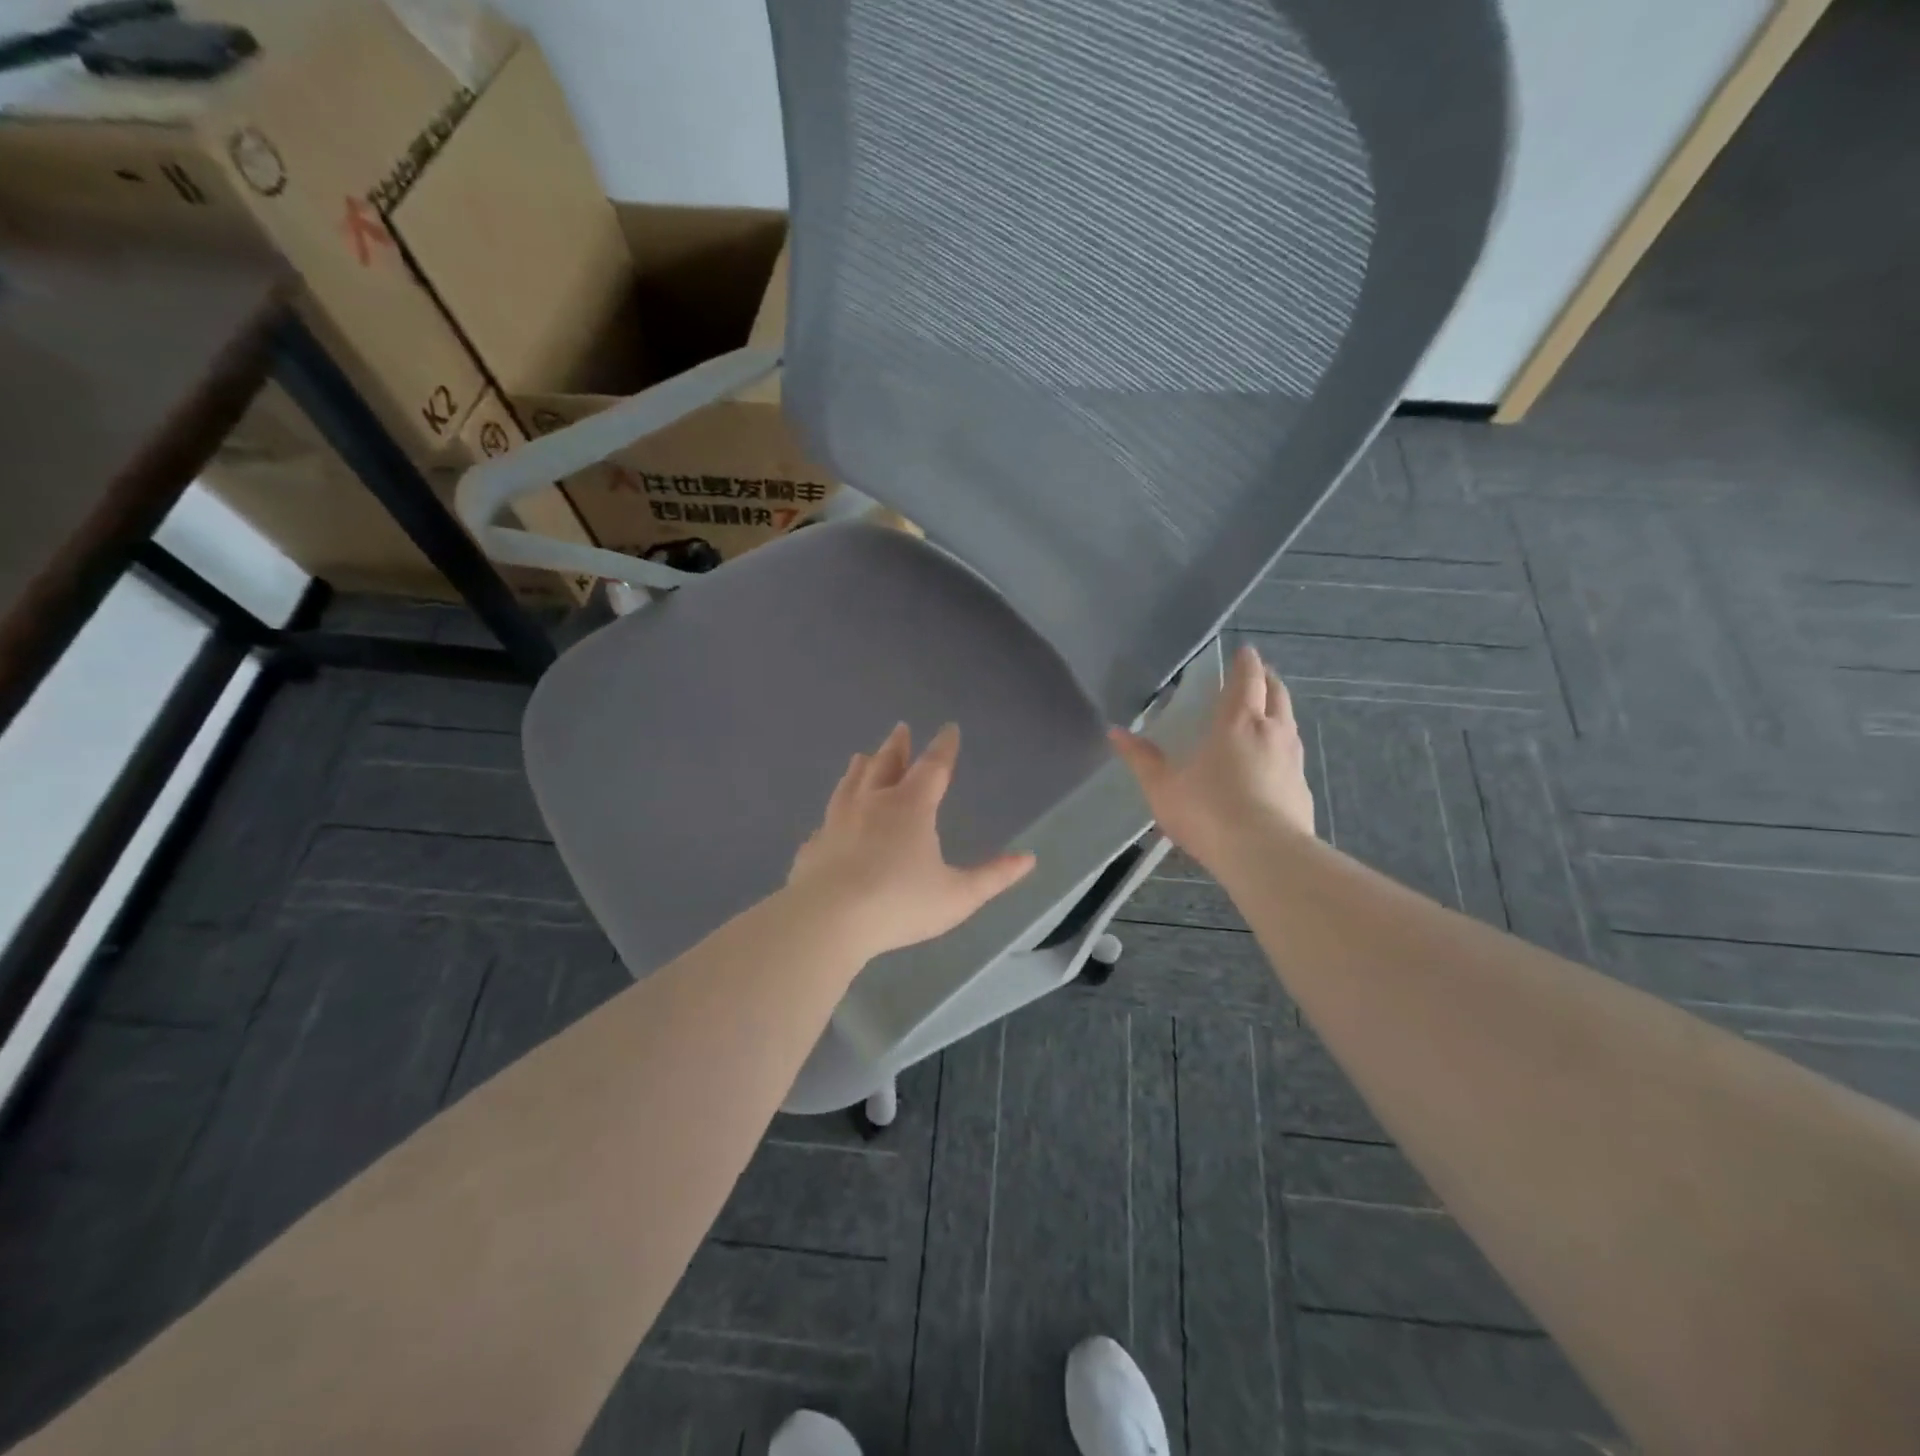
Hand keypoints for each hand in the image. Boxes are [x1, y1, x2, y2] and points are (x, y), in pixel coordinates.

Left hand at [788, 723, 1036, 957]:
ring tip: (861, 756)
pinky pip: (826, 822)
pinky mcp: (814, 846)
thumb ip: (993, 877)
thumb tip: (1028, 859)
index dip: (944, 747)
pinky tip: (829, 820)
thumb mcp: (957, 896)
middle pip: (886, 764)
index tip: (949, 728)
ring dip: (860, 768)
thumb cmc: (899, 904)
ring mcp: (837, 822)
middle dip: (897, 746)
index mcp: (910, 807)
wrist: (827, 920)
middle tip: (901, 728)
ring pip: (850, 784)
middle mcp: (872, 804)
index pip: (933, 767)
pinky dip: (833, 814)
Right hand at [1110, 644, 1315, 872]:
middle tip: (1256, 675)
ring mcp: (1293, 761)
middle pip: (1277, 693)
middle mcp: (1272, 732)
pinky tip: (1270, 763)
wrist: (1266, 857)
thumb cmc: (1209, 813)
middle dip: (1267, 679)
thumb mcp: (1163, 788)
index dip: (1246, 662)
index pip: (1248, 679)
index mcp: (1238, 722)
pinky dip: (1282, 746)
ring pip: (1290, 722)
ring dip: (1279, 710)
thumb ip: (1142, 759)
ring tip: (1264, 714)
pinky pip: (1292, 755)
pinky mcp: (1302, 789)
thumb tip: (1115, 732)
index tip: (1245, 651)